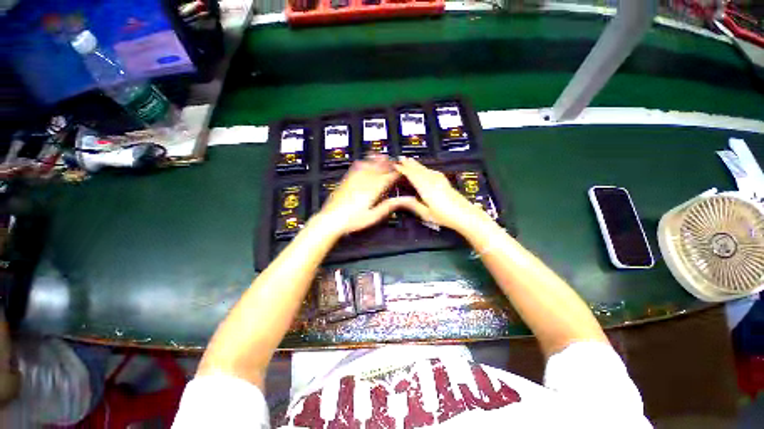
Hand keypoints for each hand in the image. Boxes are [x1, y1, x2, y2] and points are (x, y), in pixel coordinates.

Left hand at [318, 155, 407, 235]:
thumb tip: (401, 200)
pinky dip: (363, 161)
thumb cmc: (353, 221)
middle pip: (380, 168)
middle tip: (396, 162)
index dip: (397, 173)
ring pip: (369, 164)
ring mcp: (354, 178)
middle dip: (389, 164)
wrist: (331, 219)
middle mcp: (364, 181)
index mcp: (373, 190)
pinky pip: (356, 166)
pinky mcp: (346, 179)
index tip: (403, 172)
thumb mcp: (373, 216)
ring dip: (378, 160)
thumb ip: (388, 206)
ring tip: (384, 157)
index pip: (388, 177)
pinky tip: (365, 161)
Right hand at [394, 157, 491, 232]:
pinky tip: (426, 169)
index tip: (396, 165)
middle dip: (410, 164)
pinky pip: (433, 172)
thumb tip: (399, 199)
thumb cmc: (445, 217)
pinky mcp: (445, 182)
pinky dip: (426, 168)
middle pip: (419, 170)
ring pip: (426, 170)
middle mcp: (432, 181)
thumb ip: (413, 205)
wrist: (466, 215)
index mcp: (426, 188)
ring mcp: (440, 180)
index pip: (412, 175)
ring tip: (410, 160)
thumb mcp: (426, 214)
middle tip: (401, 157)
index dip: (404, 170)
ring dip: (417, 165)